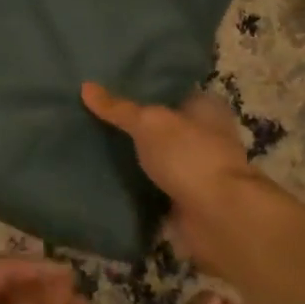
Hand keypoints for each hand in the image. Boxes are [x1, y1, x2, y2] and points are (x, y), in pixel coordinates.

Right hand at [82, 82, 268, 276]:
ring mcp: (196, 171)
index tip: (110, 84)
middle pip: (162, 125)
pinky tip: (105, 178)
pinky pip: (153, 188)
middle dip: (135, 124)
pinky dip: (135, 187)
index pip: (172, 89)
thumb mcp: (148, 123)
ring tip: (91, 143)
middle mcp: (205, 136)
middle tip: (93, 113)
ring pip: (157, 157)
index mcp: (205, 108)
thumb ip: (118, 108)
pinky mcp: (186, 201)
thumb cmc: (189, 156)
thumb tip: (86, 86)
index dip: (145, 86)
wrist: (219, 219)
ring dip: (134, 157)